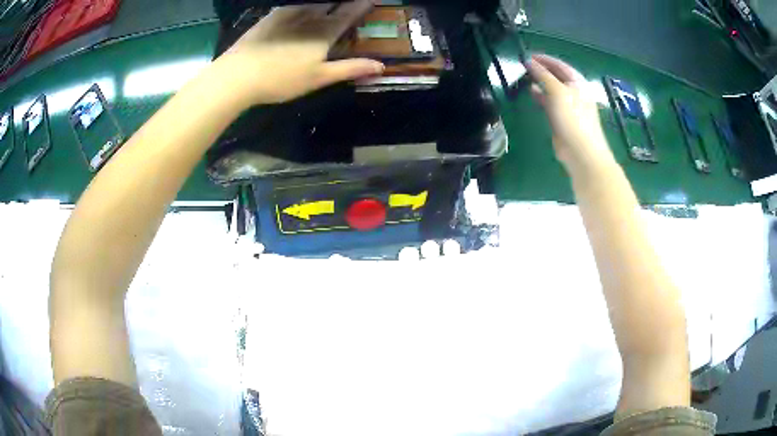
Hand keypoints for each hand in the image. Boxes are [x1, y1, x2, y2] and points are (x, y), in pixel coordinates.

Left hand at [214, 0, 383, 107]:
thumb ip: (350, 68)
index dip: (362, 6)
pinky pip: (293, 5)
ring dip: (324, 3)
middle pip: (332, 4)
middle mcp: (310, 17)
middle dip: (343, 3)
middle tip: (349, 4)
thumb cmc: (281, 79)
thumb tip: (381, 66)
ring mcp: (288, 15)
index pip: (349, 14)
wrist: (238, 75)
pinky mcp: (271, 17)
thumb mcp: (319, 78)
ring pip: (313, 2)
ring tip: (328, 6)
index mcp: (324, 32)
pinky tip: (302, 8)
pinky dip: (303, 5)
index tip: (371, 0)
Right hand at [527, 54, 615, 175]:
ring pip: (553, 89)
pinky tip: (532, 94)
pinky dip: (541, 96)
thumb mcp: (557, 92)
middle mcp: (575, 93)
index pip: (560, 65)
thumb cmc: (572, 118)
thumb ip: (543, 75)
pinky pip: (550, 102)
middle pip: (557, 76)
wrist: (581, 151)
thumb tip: (529, 61)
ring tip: (525, 77)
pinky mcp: (563, 119)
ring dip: (540, 83)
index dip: (545, 59)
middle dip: (542, 70)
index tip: (528, 55)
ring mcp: (569, 107)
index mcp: (578, 83)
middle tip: (524, 66)